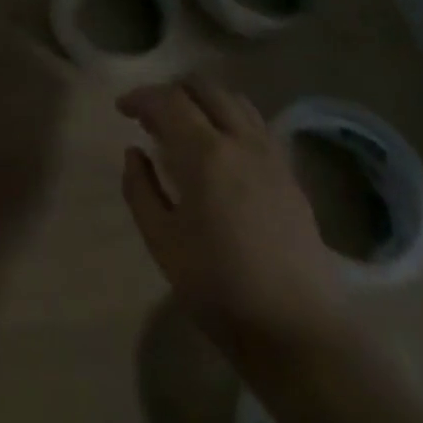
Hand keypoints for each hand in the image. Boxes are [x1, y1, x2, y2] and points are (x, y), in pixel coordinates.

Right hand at [119, 77, 350, 357]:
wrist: (301, 335)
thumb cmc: (221, 290)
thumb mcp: (162, 243)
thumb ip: (140, 189)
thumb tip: (134, 152)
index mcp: (205, 153)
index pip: (167, 99)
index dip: (140, 97)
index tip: (122, 109)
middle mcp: (240, 141)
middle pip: (204, 87)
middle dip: (172, 91)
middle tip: (152, 116)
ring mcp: (271, 156)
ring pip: (234, 100)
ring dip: (203, 100)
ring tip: (186, 126)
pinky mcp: (290, 176)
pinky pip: (256, 124)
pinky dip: (230, 118)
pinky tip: (221, 149)